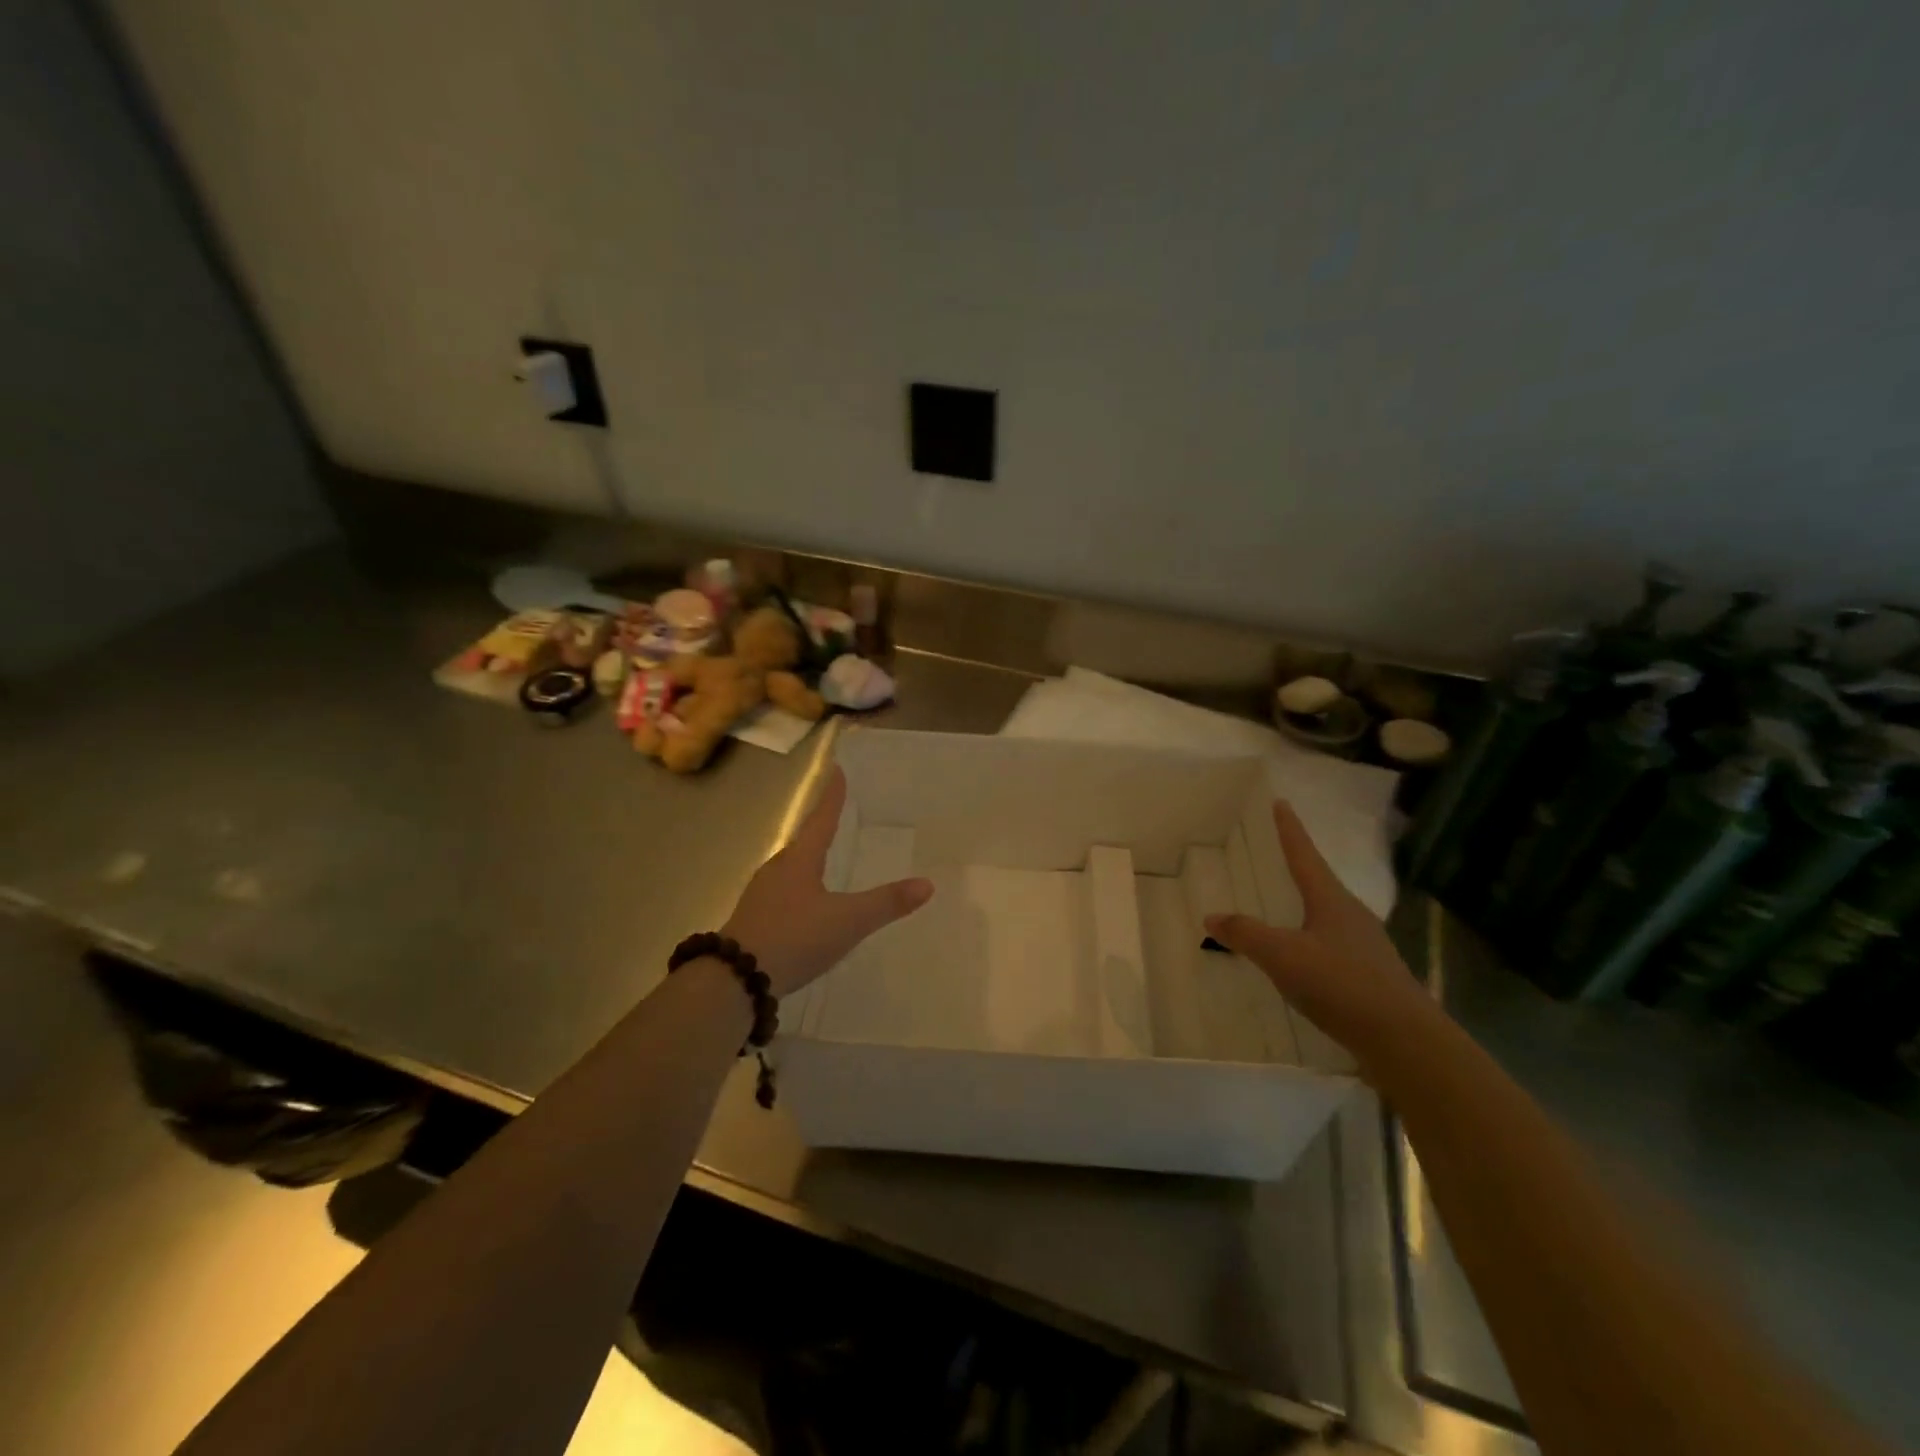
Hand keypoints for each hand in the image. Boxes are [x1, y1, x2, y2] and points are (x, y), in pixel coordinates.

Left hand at [722, 767, 933, 996]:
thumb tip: (927, 884)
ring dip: (807, 861)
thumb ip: (886, 903)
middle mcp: (778, 870)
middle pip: (803, 842)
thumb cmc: (795, 937)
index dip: (833, 797)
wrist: (735, 979)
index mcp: (800, 860)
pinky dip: (798, 890)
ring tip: (822, 861)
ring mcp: (761, 895)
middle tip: (835, 817)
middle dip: (819, 829)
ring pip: (790, 869)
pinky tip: (804, 906)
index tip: (836, 770)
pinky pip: (782, 894)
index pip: (822, 819)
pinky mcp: (753, 920)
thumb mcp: (848, 921)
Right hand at [1204, 800, 1435, 1056]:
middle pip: (1319, 882)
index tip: (1282, 803)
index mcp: (1331, 900)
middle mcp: (1351, 915)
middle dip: (1298, 866)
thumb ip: (1246, 934)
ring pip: (1328, 915)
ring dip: (1306, 905)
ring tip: (1285, 905)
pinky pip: (1333, 944)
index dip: (1290, 829)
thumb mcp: (1282, 956)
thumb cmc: (1341, 984)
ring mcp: (1365, 946)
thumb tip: (1212, 915)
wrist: (1405, 1041)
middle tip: (1276, 854)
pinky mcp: (1371, 975)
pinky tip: (1303, 957)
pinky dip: (1312, 939)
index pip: (1305, 854)